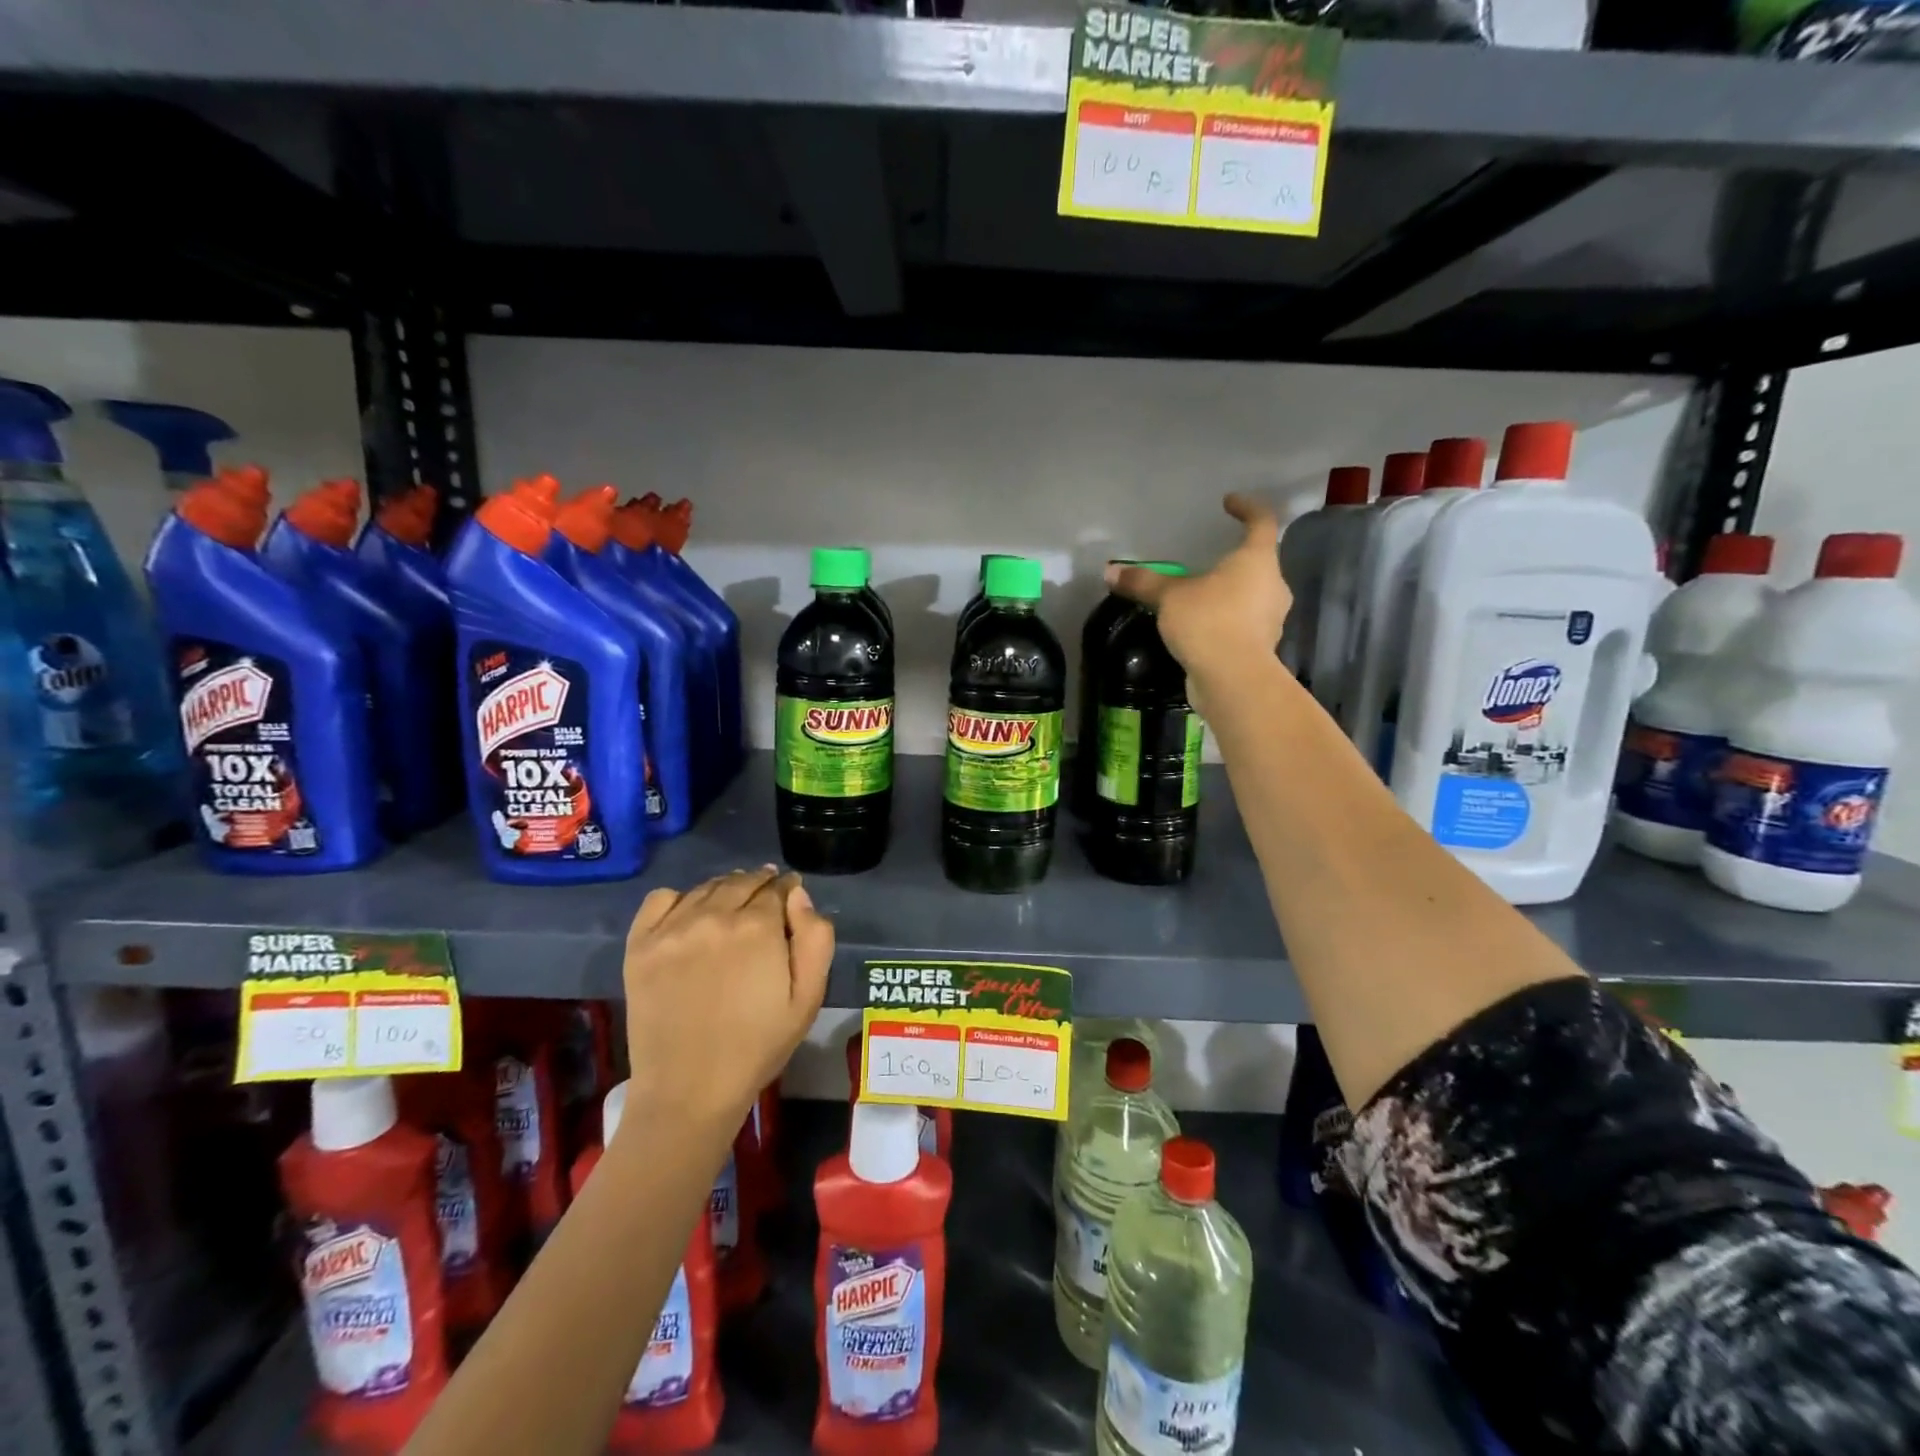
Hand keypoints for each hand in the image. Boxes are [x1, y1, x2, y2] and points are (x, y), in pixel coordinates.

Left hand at [619, 868, 833, 1140]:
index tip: (790, 897)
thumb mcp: (808, 998)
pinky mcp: (640, 945)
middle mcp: (713, 915)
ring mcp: (672, 928)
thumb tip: (799, 896)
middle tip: (765, 901)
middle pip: (742, 881)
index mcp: (758, 927)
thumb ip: (815, 938)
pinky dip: (680, 898)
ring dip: (725, 889)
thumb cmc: (758, 1046)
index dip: (788, 889)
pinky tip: (690, 916)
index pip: (777, 887)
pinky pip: (661, 899)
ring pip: (706, 887)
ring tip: (732, 906)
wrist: (689, 1090)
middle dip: (759, 885)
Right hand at [1106, 493, 1289, 714]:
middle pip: (1258, 562)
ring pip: (1252, 595)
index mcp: (1256, 561)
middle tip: (1209, 559)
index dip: (1247, 507)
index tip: (1229, 502)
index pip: (1261, 521)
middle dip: (1234, 559)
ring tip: (1200, 596)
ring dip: (1230, 592)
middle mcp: (1272, 585)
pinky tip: (1202, 627)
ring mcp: (1271, 618)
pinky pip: (1243, 623)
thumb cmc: (1208, 622)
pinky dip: (1226, 620)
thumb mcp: (1169, 597)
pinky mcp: (1261, 646)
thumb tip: (1110, 571)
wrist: (1233, 680)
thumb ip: (1143, 582)